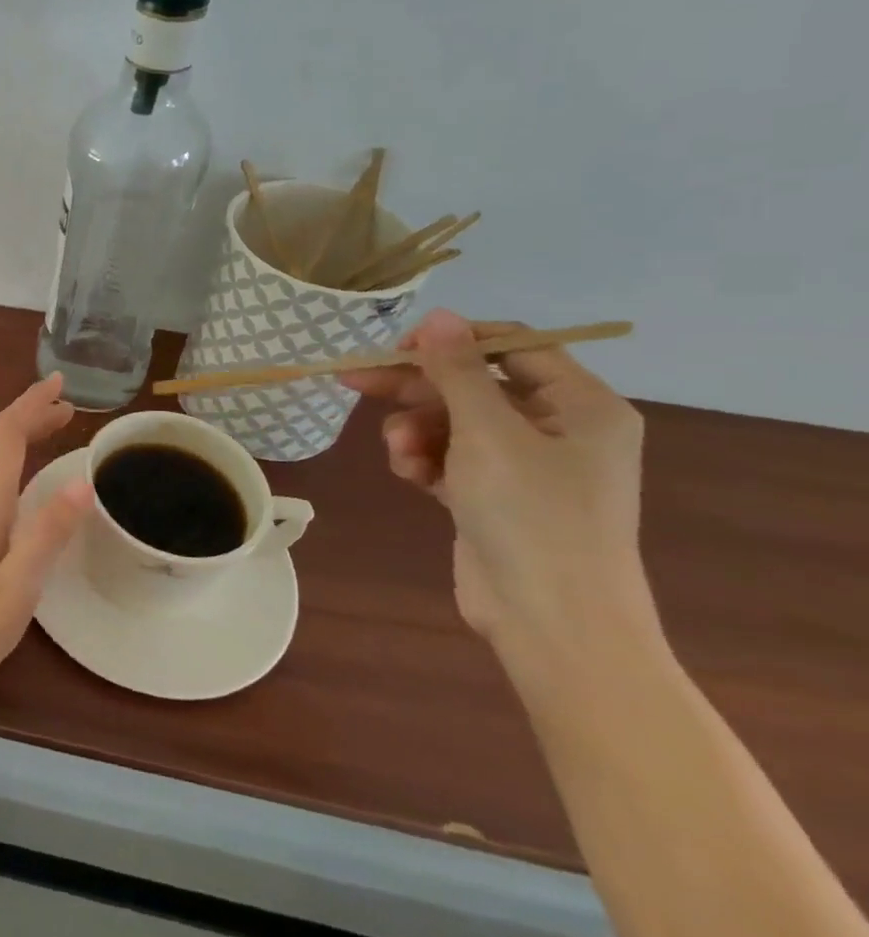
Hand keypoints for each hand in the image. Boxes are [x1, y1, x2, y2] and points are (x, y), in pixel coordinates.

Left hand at [0, 374, 94, 695]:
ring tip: (47, 427)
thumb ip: (48, 532)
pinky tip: (3, 464)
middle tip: (66, 406)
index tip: (59, 384)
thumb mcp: (19, 584)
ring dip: (15, 433)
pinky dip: (0, 454)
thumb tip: (83, 482)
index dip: (31, 404)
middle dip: (28, 414)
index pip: (6, 434)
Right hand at [341, 310, 656, 658]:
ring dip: (416, 431)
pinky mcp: (494, 495)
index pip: (511, 346)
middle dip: (416, 389)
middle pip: (472, 385)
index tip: (398, 348)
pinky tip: (411, 477)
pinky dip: (424, 461)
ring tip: (399, 454)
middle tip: (356, 382)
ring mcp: (525, 465)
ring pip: (452, 422)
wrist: (551, 621)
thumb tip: (437, 315)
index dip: (452, 341)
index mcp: (580, 405)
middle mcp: (557, 428)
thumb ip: (457, 371)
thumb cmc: (532, 514)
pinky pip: (449, 458)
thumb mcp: (487, 432)